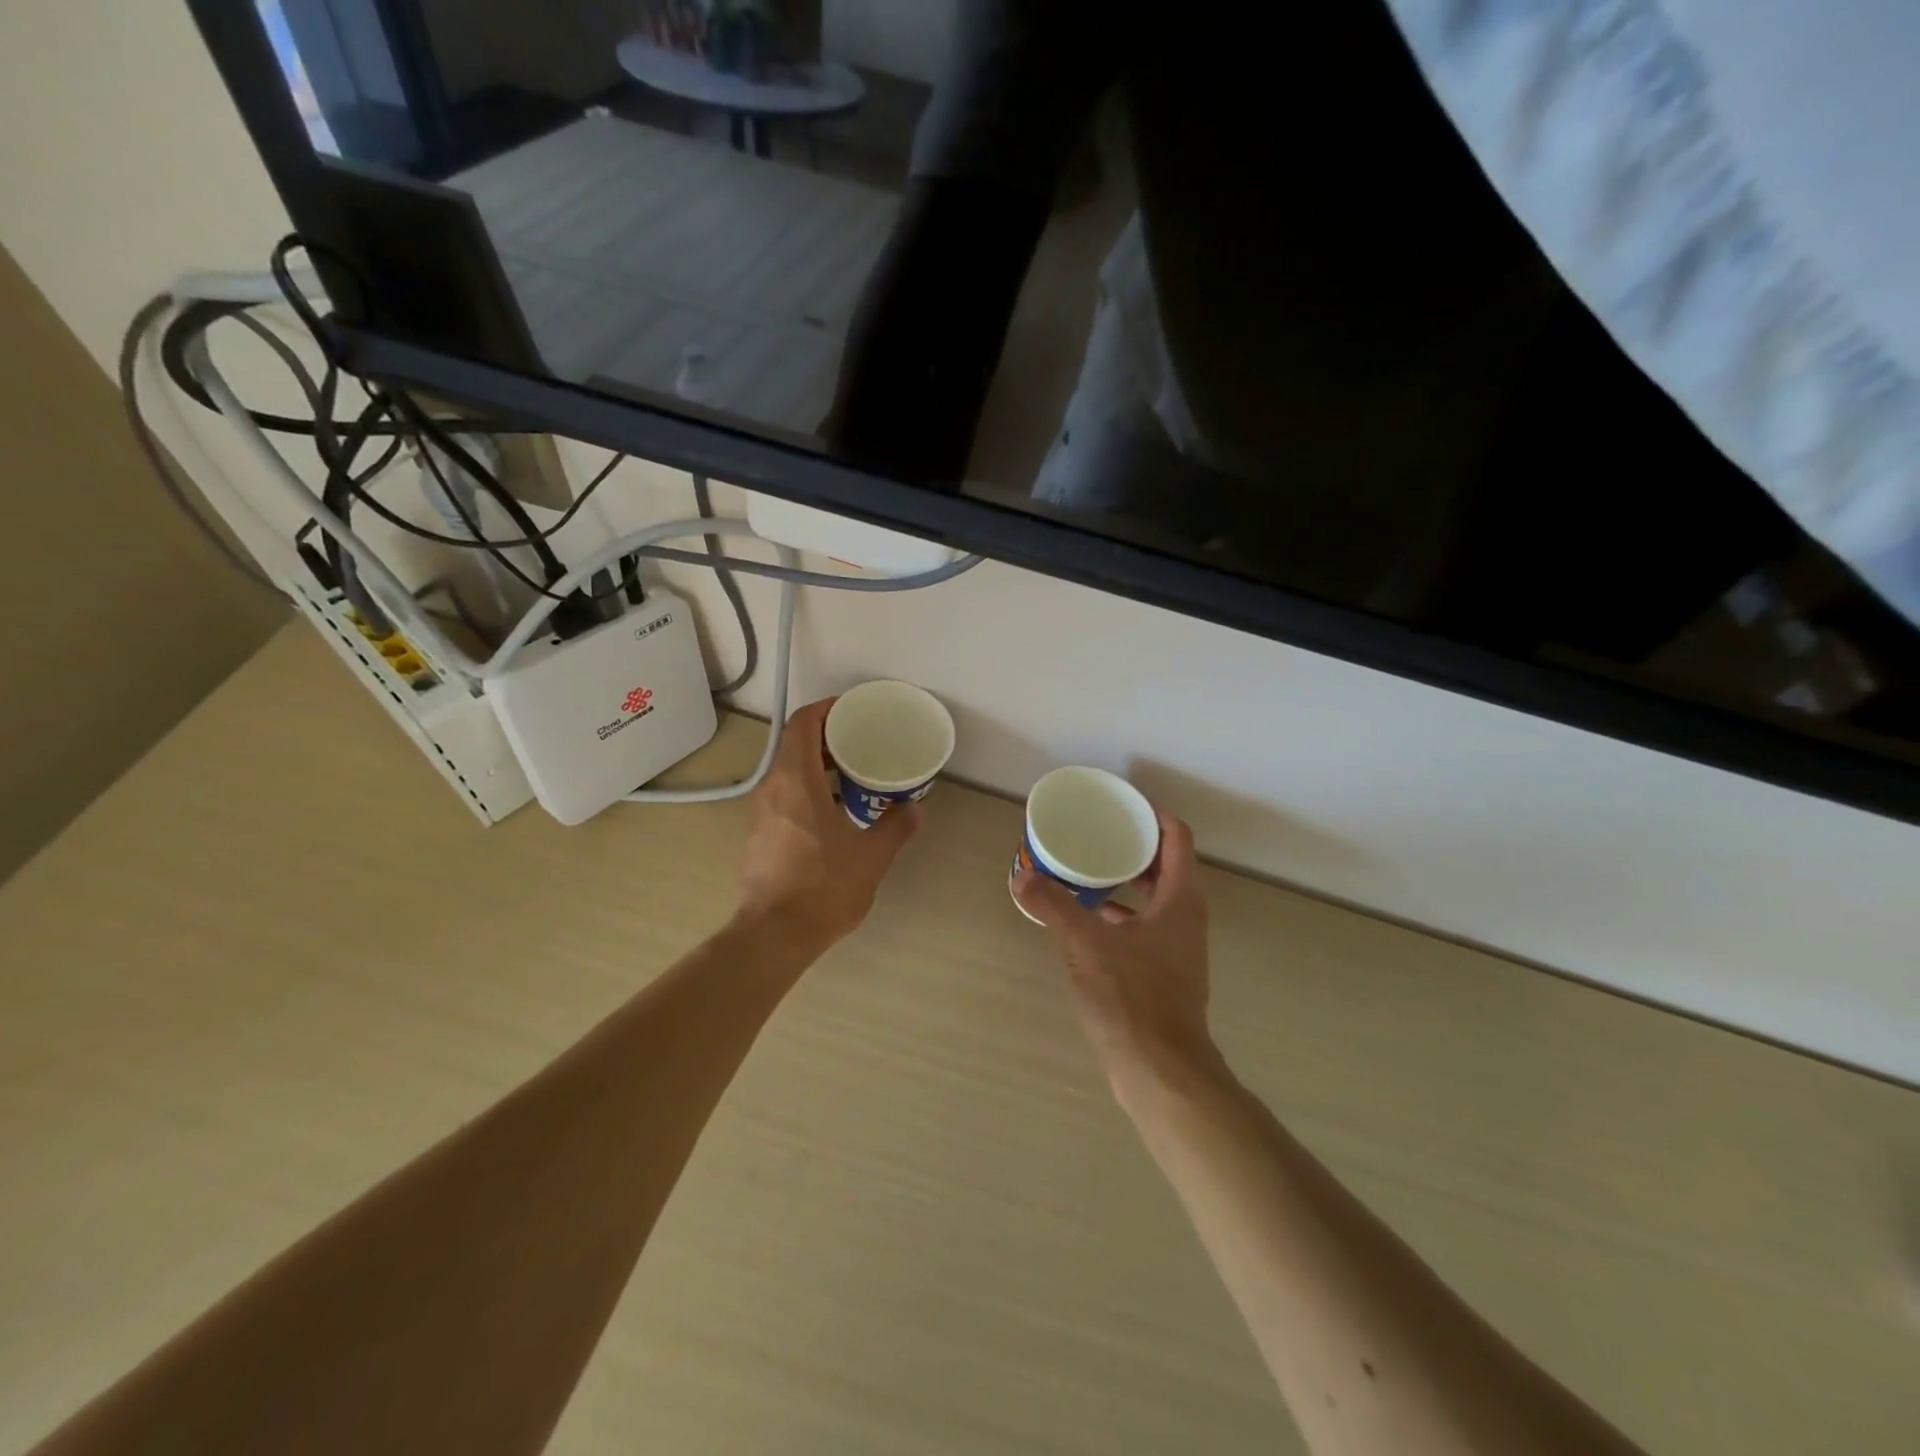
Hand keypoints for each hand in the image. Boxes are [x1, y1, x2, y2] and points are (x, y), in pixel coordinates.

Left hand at [736, 698, 920, 950]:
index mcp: (796, 780)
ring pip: (788, 773)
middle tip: (863, 744)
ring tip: (853, 778)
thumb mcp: (871, 856)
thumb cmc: (823, 887)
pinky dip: (808, 791)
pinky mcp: (758, 836)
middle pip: (795, 745)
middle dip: (829, 739)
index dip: (826, 709)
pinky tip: (833, 815)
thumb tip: (914, 809)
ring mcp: (760, 814)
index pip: (803, 724)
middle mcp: (772, 789)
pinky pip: (784, 797)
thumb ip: (895, 827)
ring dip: (818, 767)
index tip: (852, 710)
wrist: (773, 936)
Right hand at [1013, 809, 1223, 1102]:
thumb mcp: (1087, 944)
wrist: (1160, 1070)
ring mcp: (1176, 948)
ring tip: (1085, 869)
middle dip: (1132, 846)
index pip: (1176, 838)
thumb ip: (1054, 906)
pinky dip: (1117, 915)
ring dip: (1123, 881)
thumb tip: (1021, 875)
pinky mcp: (1162, 974)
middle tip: (1096, 832)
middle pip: (1165, 865)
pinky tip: (1085, 920)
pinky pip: (1141, 927)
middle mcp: (1185, 918)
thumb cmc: (1133, 997)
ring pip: (1152, 898)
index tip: (1121, 803)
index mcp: (1180, 900)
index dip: (1152, 814)